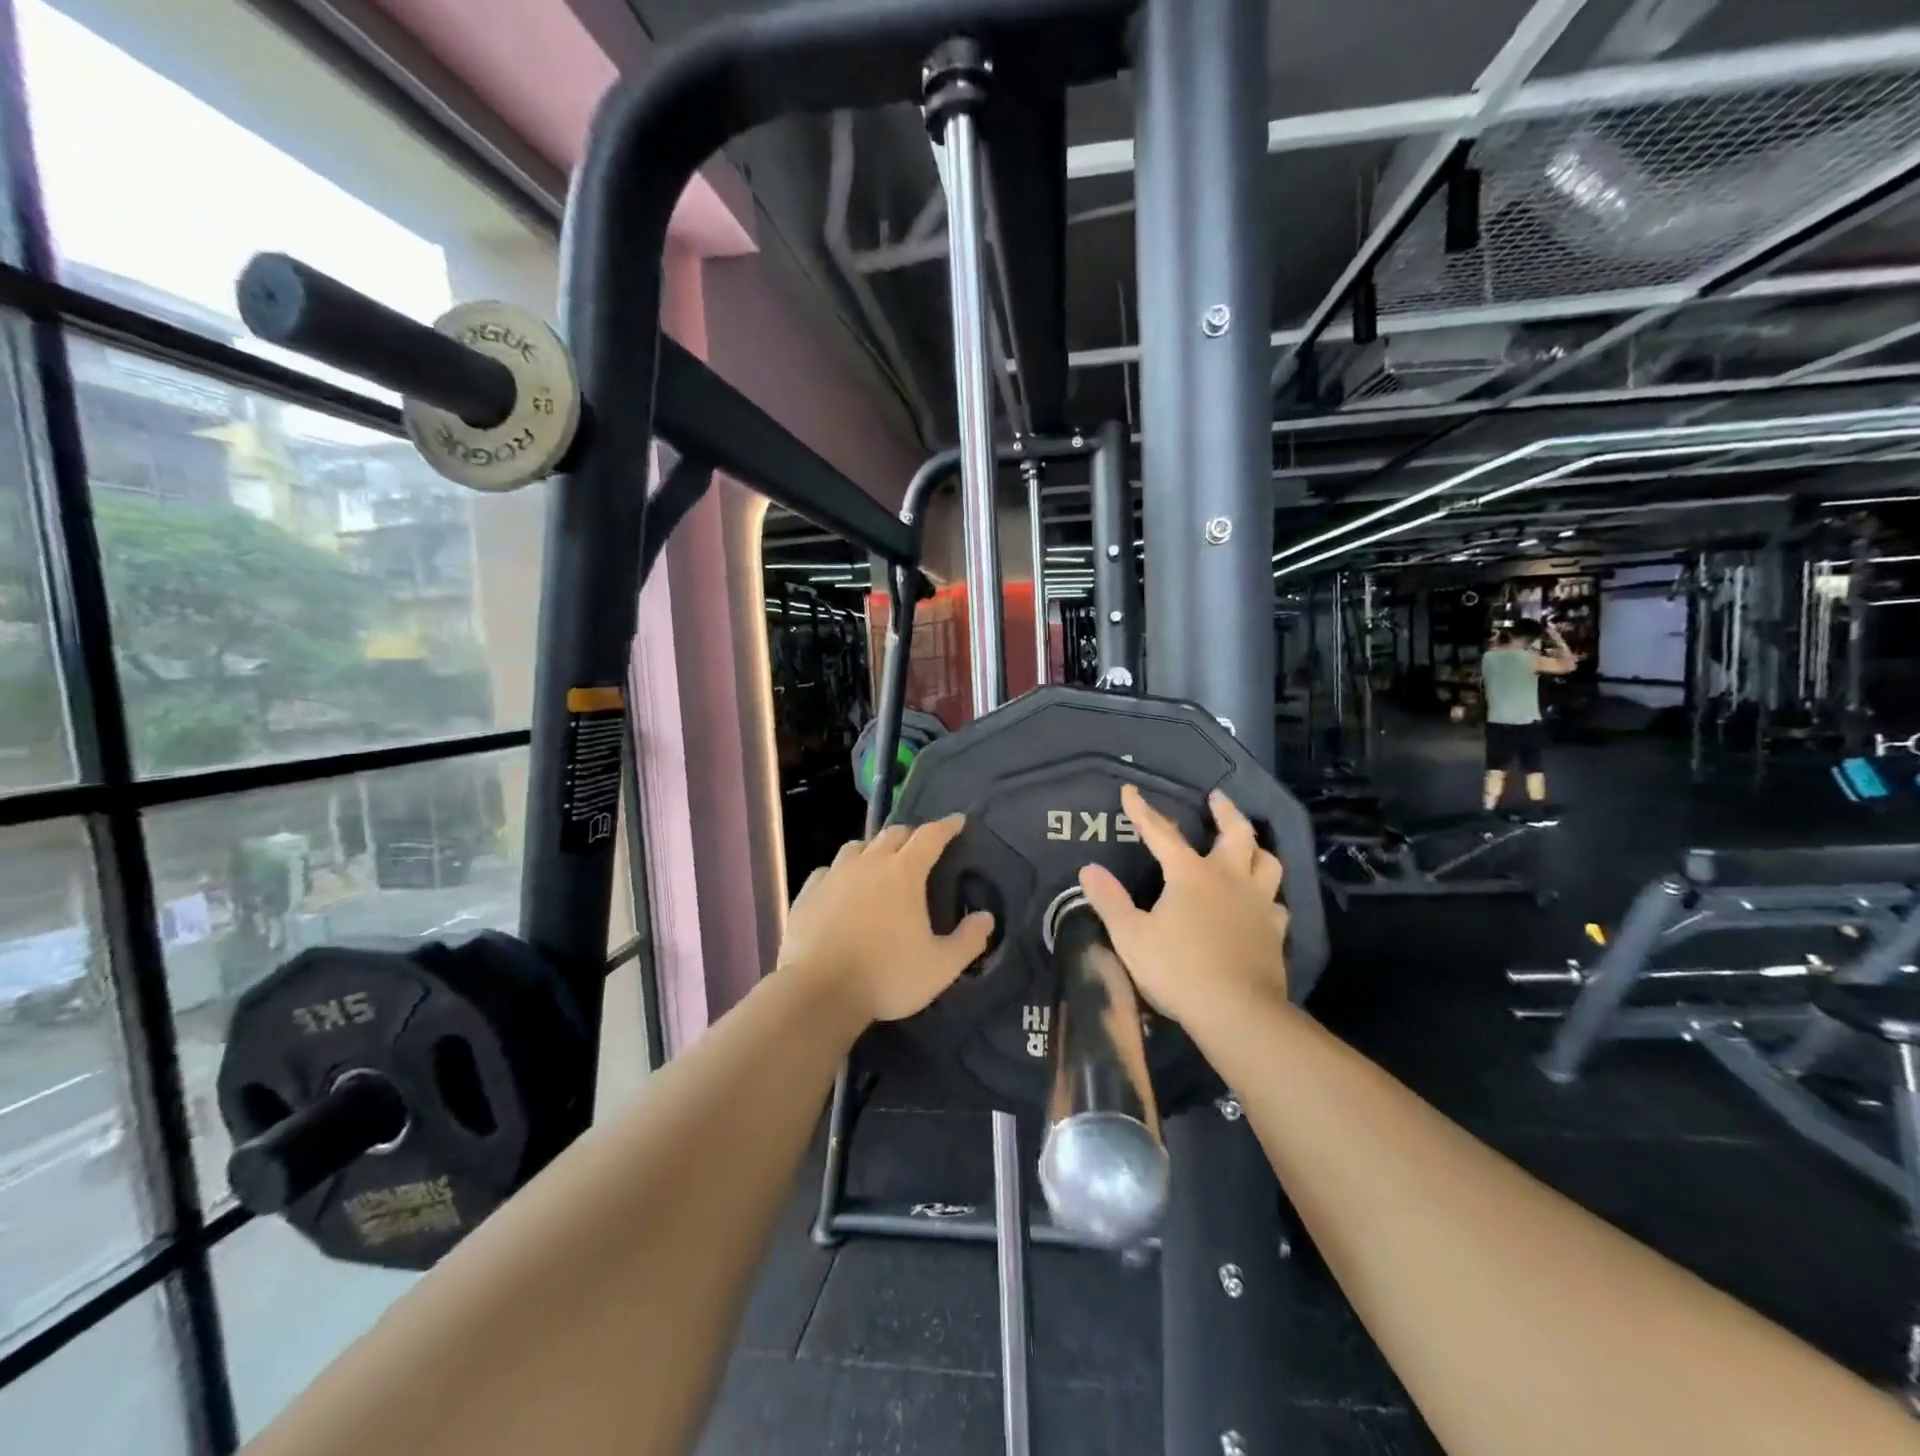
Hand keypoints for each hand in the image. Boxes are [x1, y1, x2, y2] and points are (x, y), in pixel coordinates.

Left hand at [779, 817, 993, 1024]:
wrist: (818, 992)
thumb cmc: (886, 976)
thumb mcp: (941, 967)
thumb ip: (968, 940)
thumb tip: (986, 917)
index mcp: (904, 873)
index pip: (930, 837)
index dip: (946, 826)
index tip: (958, 820)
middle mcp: (869, 864)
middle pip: (893, 834)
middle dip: (911, 834)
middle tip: (921, 846)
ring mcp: (834, 875)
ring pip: (856, 847)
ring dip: (873, 849)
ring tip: (879, 863)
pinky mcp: (807, 893)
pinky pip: (827, 870)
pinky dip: (840, 873)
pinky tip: (840, 887)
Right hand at [1076, 785, 1288, 1027]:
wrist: (1237, 1012)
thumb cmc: (1178, 969)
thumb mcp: (1131, 936)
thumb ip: (1109, 900)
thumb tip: (1088, 869)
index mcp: (1191, 875)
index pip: (1162, 833)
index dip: (1143, 811)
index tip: (1130, 790)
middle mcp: (1229, 879)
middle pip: (1236, 834)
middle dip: (1225, 811)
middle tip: (1217, 797)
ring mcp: (1258, 904)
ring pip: (1267, 862)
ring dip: (1256, 848)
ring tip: (1248, 845)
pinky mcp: (1274, 932)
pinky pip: (1276, 903)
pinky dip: (1268, 896)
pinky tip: (1262, 903)